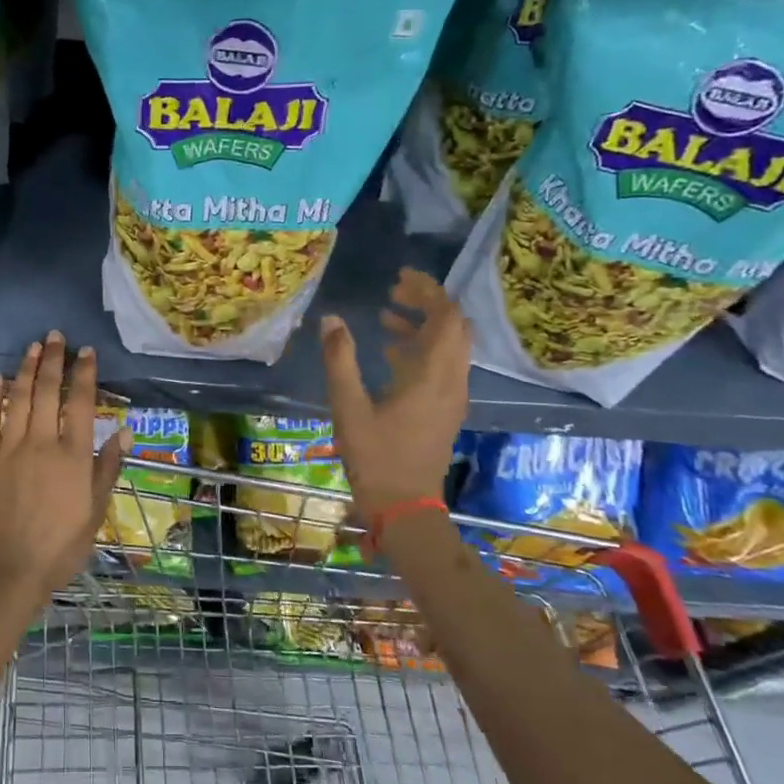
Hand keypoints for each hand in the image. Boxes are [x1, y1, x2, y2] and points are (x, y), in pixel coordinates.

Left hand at [0, 332, 128, 622]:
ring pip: (18, 398)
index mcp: (73, 455)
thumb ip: (108, 467)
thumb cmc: (61, 546)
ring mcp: (9, 448)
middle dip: (53, 360)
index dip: (85, 374)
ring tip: (32, 347)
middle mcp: (41, 442)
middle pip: (48, 391)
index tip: (87, 352)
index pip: (82, 403)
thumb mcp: (96, 511)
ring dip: (25, 369)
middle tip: (56, 336)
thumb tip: (126, 431)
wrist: (10, 569)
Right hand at [320, 268, 469, 515]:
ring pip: (449, 347)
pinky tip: (389, 354)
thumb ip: (340, 360)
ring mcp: (452, 397)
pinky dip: (421, 349)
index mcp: (433, 375)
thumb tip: (330, 320)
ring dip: (422, 326)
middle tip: (392, 293)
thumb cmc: (375, 457)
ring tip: (385, 317)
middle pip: (454, 327)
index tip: (400, 277)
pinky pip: (442, 366)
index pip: (446, 317)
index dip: (427, 291)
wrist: (404, 507)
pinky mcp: (445, 410)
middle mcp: (451, 381)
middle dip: (427, 304)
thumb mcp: (348, 406)